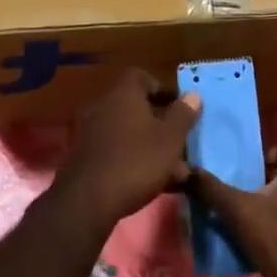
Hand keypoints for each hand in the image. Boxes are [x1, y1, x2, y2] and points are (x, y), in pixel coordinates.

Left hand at [48, 68, 200, 231]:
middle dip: (160, 124)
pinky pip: (114, 149)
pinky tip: (150, 183)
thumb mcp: (170, 138)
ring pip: (127, 132)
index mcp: (123, 93)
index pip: (140, 76)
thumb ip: (183, 115)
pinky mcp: (83, 156)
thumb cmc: (136, 161)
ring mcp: (89, 131)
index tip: (176, 106)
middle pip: (135, 107)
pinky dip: (132, 159)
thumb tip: (193, 95)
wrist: (87, 200)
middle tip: (179, 144)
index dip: (160, 88)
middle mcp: (103, 105)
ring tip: (174, 173)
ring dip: (149, 146)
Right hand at [190, 146, 276, 276]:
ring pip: (276, 210)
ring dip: (255, 214)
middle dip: (253, 185)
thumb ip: (212, 190)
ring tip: (224, 217)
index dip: (272, 154)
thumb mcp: (242, 211)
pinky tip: (237, 247)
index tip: (247, 164)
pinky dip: (261, 239)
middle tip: (225, 189)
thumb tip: (182, 169)